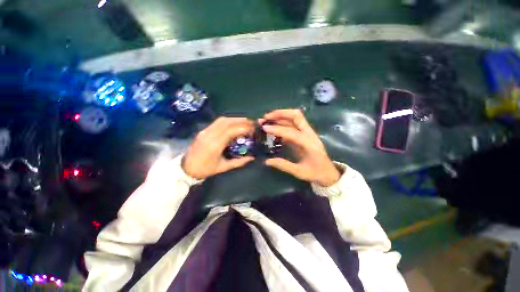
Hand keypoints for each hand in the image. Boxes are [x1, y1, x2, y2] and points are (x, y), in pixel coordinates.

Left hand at [182, 117, 254, 178]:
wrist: (186, 168)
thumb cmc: (205, 169)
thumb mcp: (223, 167)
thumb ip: (239, 162)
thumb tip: (252, 157)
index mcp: (215, 145)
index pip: (231, 131)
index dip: (243, 128)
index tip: (253, 129)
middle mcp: (210, 135)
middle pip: (227, 122)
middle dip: (241, 120)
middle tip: (252, 122)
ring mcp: (205, 131)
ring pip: (222, 120)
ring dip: (235, 119)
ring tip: (245, 121)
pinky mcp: (203, 130)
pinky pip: (217, 122)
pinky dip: (228, 121)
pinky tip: (234, 123)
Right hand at [261, 109, 340, 186]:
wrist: (328, 173)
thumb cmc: (315, 173)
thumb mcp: (299, 172)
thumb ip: (283, 165)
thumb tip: (266, 161)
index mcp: (309, 144)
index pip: (291, 132)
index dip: (277, 129)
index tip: (264, 128)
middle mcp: (309, 134)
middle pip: (296, 116)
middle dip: (280, 114)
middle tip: (266, 117)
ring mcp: (308, 132)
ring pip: (295, 117)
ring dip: (281, 115)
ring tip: (267, 118)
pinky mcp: (305, 134)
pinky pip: (293, 124)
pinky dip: (282, 122)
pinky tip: (274, 126)